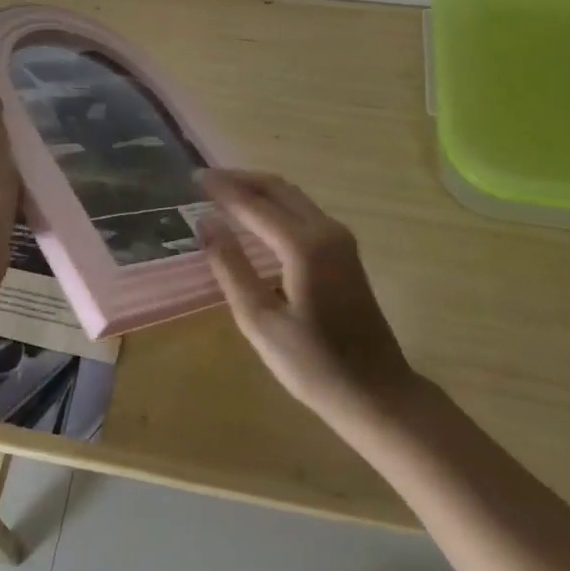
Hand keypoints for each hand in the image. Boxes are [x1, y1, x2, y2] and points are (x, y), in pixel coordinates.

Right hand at [198, 169, 413, 420]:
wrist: (377, 393)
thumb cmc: (314, 365)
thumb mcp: (260, 321)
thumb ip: (231, 267)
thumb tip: (206, 223)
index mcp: (304, 246)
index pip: (254, 203)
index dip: (222, 189)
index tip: (192, 177)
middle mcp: (326, 231)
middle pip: (278, 188)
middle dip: (240, 179)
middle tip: (205, 180)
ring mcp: (341, 239)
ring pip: (293, 196)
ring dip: (259, 189)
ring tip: (224, 192)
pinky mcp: (345, 252)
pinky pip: (304, 211)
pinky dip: (275, 204)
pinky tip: (256, 217)